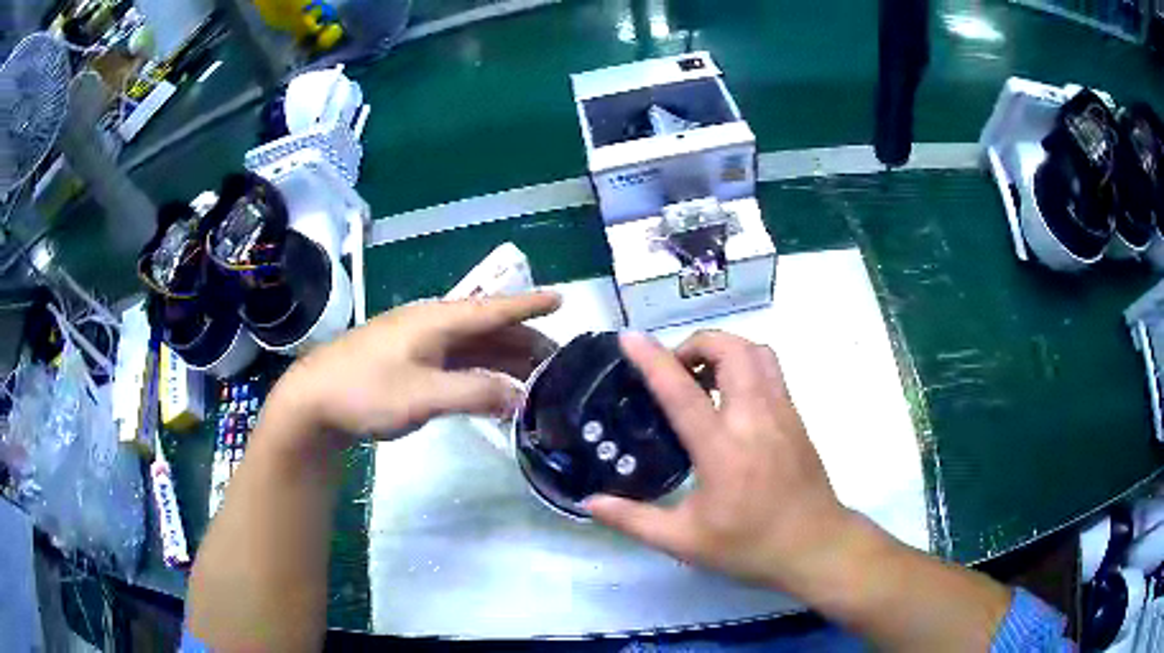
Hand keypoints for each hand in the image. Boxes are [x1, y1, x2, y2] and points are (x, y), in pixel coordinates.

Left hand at [266, 292, 560, 442]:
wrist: (314, 400)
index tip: (561, 299)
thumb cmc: (365, 391)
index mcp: (436, 321)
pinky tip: (494, 388)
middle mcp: (431, 325)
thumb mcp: (422, 395)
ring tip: (536, 377)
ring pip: (473, 346)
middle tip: (558, 362)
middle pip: (487, 328)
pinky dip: (482, 372)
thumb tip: (519, 398)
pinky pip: (457, 361)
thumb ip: (474, 393)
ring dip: (505, 359)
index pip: (492, 308)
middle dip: (525, 341)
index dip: (528, 305)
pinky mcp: (409, 362)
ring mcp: (419, 343)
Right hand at [586, 331, 856, 592]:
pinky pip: (771, 369)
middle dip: (697, 344)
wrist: (815, 545)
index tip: (630, 338)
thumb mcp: (684, 541)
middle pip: (731, 350)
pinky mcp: (796, 416)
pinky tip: (731, 398)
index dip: (654, 360)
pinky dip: (745, 364)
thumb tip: (589, 503)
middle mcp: (756, 419)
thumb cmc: (750, 545)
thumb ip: (633, 520)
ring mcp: (782, 412)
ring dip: (725, 349)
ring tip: (703, 378)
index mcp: (723, 450)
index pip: (683, 393)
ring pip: (757, 352)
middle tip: (675, 372)